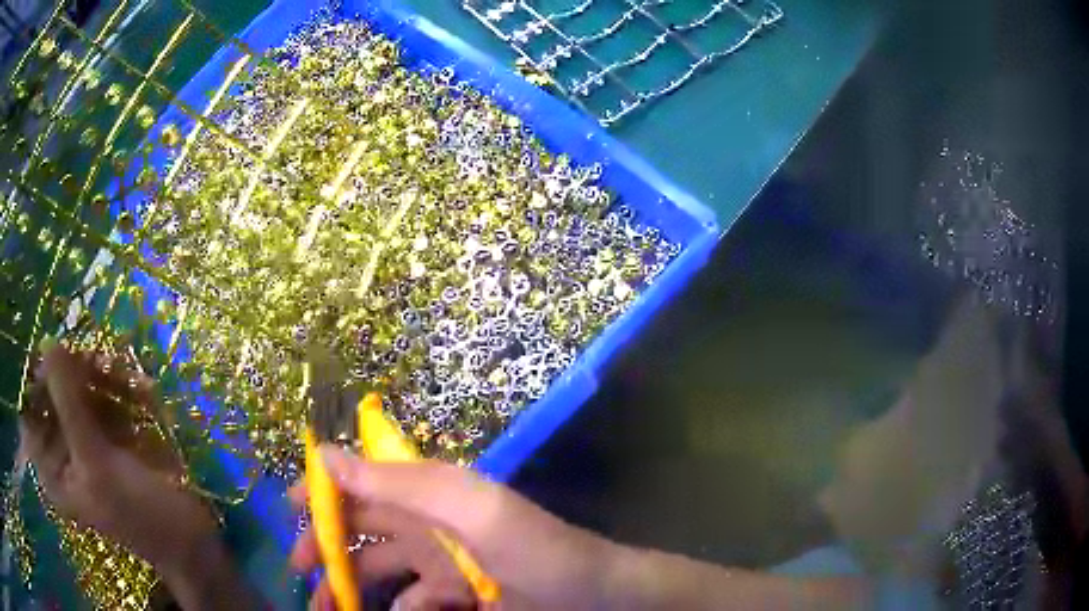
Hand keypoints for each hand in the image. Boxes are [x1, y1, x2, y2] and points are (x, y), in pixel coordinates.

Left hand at [19, 345, 254, 609]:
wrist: (189, 538)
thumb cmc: (137, 514)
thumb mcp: (96, 464)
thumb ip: (68, 404)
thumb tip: (48, 342)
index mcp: (50, 468)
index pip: (29, 408)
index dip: (39, 376)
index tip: (59, 354)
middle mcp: (61, 449)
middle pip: (55, 389)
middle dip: (78, 374)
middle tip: (103, 365)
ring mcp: (84, 439)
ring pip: (80, 386)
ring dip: (106, 378)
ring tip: (135, 384)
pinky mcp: (108, 433)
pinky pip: (104, 394)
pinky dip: (123, 388)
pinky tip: (146, 393)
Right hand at [289, 446, 622, 609]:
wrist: (591, 597)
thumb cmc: (532, 550)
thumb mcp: (468, 509)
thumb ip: (400, 481)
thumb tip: (325, 454)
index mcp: (429, 495)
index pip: (364, 482)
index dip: (326, 489)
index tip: (290, 508)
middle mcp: (428, 526)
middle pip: (362, 530)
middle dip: (327, 546)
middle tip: (300, 570)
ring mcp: (441, 565)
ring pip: (378, 572)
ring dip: (349, 587)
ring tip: (325, 607)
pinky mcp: (454, 598)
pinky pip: (410, 602)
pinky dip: (395, 609)